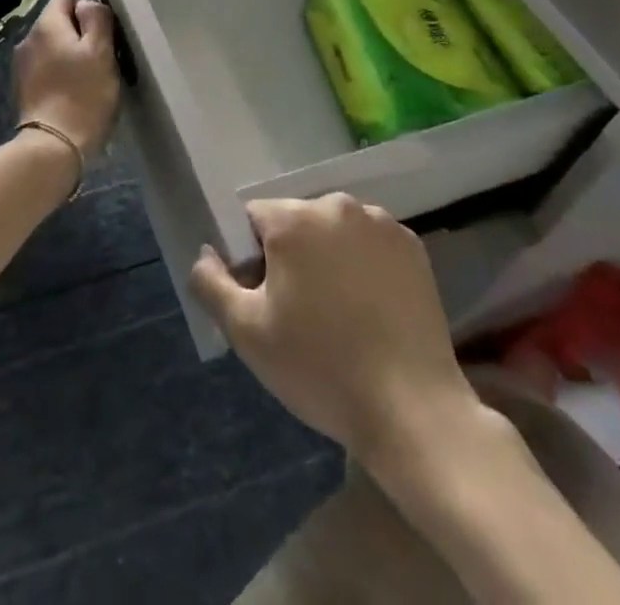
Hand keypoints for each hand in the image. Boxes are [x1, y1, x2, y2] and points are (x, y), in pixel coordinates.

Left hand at [12, 0, 120, 161]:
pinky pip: (44, 68)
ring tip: (87, 79)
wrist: (54, 146)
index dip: (87, 12)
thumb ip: (96, 18)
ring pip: (51, 47)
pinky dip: (58, 73)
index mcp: (46, 25)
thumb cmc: (83, 95)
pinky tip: (71, 93)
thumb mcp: (101, 51)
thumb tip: (87, 2)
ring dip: (68, 56)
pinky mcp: (22, 88)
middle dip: (79, 35)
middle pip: (57, 23)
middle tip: (100, 60)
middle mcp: (27, 39)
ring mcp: (21, 65)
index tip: (103, 36)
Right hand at [189, 196, 488, 463]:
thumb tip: (206, 253)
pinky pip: (369, 244)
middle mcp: (337, 205)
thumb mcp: (246, 332)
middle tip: (300, 313)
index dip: (250, 258)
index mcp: (294, 218)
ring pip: (333, 231)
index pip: (252, 218)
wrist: (414, 413)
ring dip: (327, 258)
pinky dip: (363, 265)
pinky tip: (370, 310)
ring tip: (339, 315)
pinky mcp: (413, 248)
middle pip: (294, 221)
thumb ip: (211, 282)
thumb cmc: (321, 368)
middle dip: (289, 256)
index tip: (266, 300)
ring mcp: (381, 224)